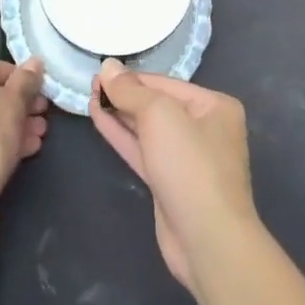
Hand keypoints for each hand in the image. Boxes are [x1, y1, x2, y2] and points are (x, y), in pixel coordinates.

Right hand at [90, 61, 258, 292]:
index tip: (100, 72)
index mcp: (214, 106)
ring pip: (148, 129)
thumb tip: (108, 65)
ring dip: (119, 114)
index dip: (132, 78)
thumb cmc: (190, 165)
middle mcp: (205, 128)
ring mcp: (187, 158)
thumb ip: (130, 90)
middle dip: (124, 96)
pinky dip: (122, 135)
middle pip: (157, 105)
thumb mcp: (159, 115)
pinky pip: (143, 151)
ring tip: (89, 98)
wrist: (207, 239)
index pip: (165, 83)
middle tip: (90, 85)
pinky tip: (98, 119)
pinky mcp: (170, 182)